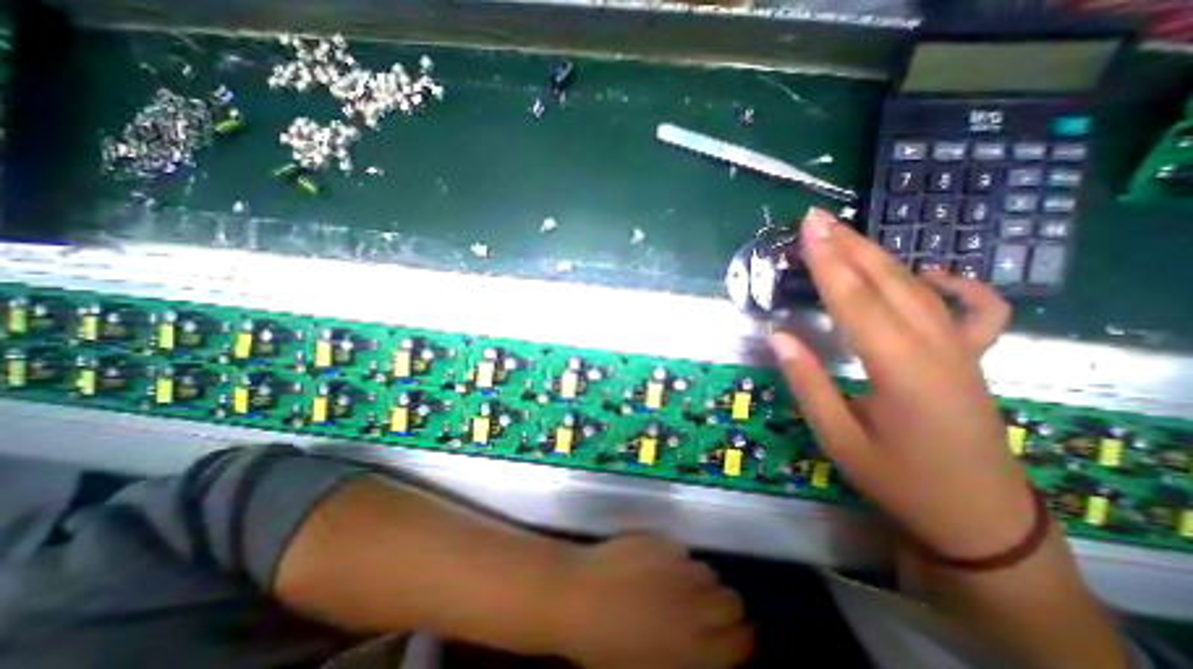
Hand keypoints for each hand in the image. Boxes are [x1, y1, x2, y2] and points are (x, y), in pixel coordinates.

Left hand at [545, 536, 747, 667]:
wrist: (577, 596)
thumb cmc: (605, 648)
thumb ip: (688, 661)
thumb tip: (707, 649)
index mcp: (694, 649)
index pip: (742, 641)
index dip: (742, 638)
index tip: (736, 636)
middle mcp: (694, 605)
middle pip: (732, 601)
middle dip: (725, 607)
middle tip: (704, 610)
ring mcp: (677, 567)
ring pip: (707, 571)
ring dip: (698, 582)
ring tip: (677, 586)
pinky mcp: (661, 541)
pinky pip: (681, 551)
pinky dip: (676, 561)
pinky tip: (656, 566)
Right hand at [769, 209, 1030, 558]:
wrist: (977, 517)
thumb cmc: (898, 479)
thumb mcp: (838, 438)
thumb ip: (808, 382)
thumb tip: (779, 336)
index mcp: (898, 369)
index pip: (854, 301)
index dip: (827, 262)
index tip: (808, 230)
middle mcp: (935, 348)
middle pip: (887, 282)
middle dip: (849, 246)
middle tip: (817, 219)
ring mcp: (961, 350)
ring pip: (918, 287)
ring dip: (879, 256)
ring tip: (846, 234)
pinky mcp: (971, 358)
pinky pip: (972, 309)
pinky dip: (954, 284)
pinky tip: (929, 273)